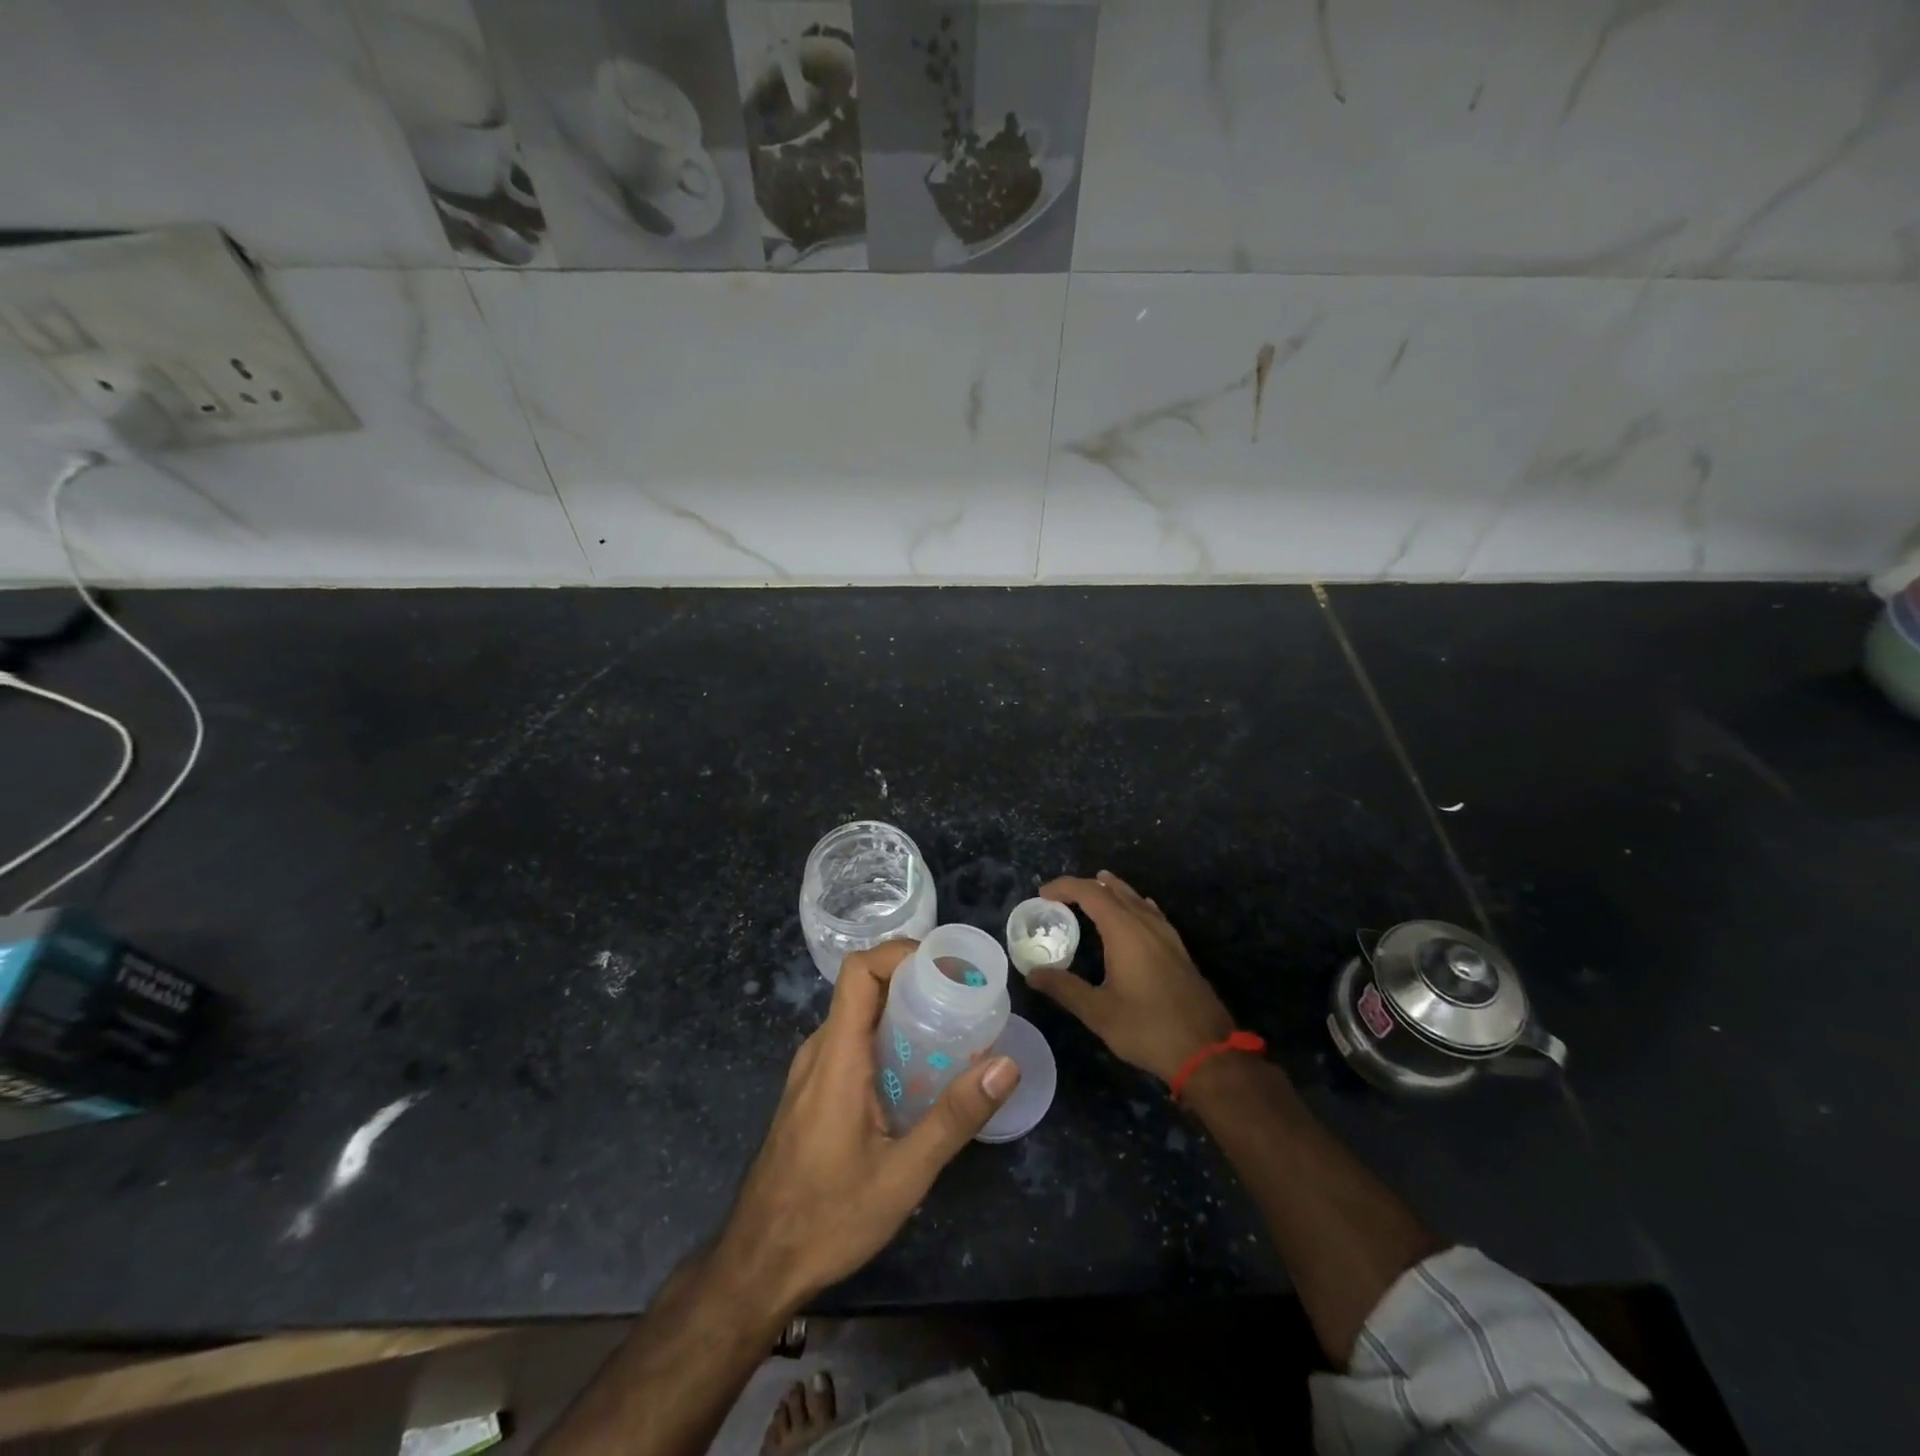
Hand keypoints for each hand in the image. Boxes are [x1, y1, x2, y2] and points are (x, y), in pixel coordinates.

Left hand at [714, 941, 1019, 1314]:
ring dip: (902, 1014)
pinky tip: (918, 1076)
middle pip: (865, 990)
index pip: (860, 970)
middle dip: (915, 984)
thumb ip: (954, 1117)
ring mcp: (811, 1072)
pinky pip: (852, 1045)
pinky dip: (887, 1041)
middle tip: (964, 1001)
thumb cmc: (827, 1218)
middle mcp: (819, 1051)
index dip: (901, 953)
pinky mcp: (812, 1093)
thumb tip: (1005, 1064)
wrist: (757, 1266)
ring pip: (859, 1018)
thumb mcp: (903, 1175)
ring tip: (951, 1033)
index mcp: (836, 1055)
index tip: (947, 967)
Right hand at [1029, 871, 1235, 1084]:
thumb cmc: (1147, 1028)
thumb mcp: (1098, 1012)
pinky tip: (1136, 911)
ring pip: (1136, 899)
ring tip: (1095, 888)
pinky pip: (1152, 912)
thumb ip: (1064, 988)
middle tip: (1061, 896)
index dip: (1064, 887)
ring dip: (1112, 891)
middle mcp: (1146, 924)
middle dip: (1086, 886)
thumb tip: (1032, 973)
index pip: (1090, 892)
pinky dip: (1134, 904)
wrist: (1206, 1051)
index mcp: (1124, 930)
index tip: (1042, 895)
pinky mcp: (1179, 950)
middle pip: (1113, 890)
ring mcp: (1167, 935)